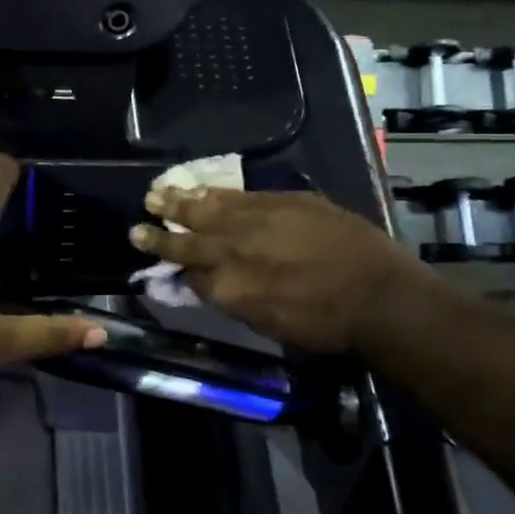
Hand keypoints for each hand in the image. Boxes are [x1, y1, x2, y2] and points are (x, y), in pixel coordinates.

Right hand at [130, 188, 439, 353]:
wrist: (378, 296)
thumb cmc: (325, 324)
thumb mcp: (268, 324)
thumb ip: (233, 299)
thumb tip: (209, 283)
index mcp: (228, 288)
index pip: (189, 272)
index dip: (172, 265)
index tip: (154, 257)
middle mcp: (233, 251)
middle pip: (187, 239)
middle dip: (159, 233)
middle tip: (135, 226)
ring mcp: (255, 221)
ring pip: (207, 209)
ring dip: (179, 203)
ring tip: (156, 194)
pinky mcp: (279, 201)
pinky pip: (236, 195)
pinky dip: (213, 193)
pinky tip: (200, 189)